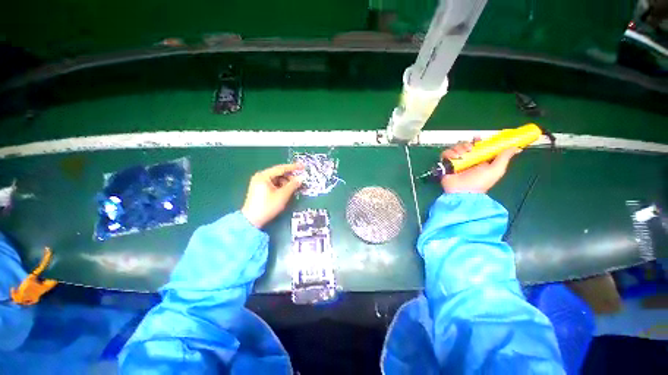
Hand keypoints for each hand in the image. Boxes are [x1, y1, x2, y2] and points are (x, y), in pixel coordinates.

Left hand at [241, 163, 302, 227]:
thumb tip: (301, 178)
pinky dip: (280, 186)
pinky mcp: (260, 189)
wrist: (252, 220)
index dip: (293, 167)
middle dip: (289, 177)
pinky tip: (286, 191)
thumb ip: (293, 185)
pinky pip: (273, 183)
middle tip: (299, 181)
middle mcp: (260, 177)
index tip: (303, 167)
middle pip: (278, 173)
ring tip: (293, 188)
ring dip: (285, 182)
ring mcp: (259, 182)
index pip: (281, 168)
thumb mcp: (282, 195)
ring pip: (276, 179)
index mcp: (264, 176)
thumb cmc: (268, 206)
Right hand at [440, 138, 518, 193]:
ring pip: (456, 148)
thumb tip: (516, 147)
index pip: (479, 146)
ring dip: (458, 149)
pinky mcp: (446, 163)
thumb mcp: (496, 170)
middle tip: (469, 149)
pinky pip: (445, 153)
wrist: (462, 191)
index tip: (478, 138)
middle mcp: (467, 159)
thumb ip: (504, 157)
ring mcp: (456, 161)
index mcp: (480, 160)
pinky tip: (453, 158)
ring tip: (460, 156)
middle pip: (466, 145)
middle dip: (467, 145)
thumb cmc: (480, 182)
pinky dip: (449, 154)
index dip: (478, 141)